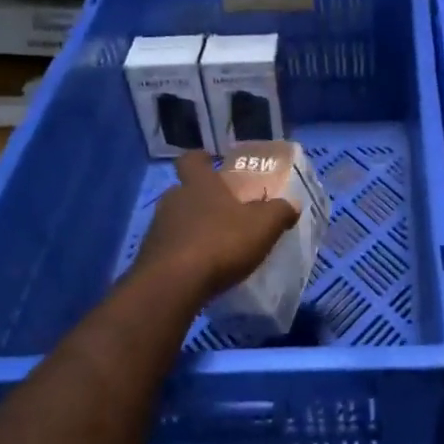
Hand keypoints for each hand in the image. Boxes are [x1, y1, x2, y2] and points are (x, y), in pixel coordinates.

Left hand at [134, 152, 300, 300]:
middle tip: (226, 211)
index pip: (192, 159)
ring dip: (194, 228)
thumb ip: (280, 211)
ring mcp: (158, 228)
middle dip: (204, 199)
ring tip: (217, 244)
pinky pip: (172, 247)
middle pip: (186, 191)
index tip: (213, 162)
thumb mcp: (263, 225)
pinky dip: (186, 252)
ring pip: (178, 220)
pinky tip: (203, 267)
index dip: (202, 159)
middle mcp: (173, 199)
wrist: (173, 284)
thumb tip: (292, 204)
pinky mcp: (151, 256)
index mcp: (199, 184)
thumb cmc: (220, 242)